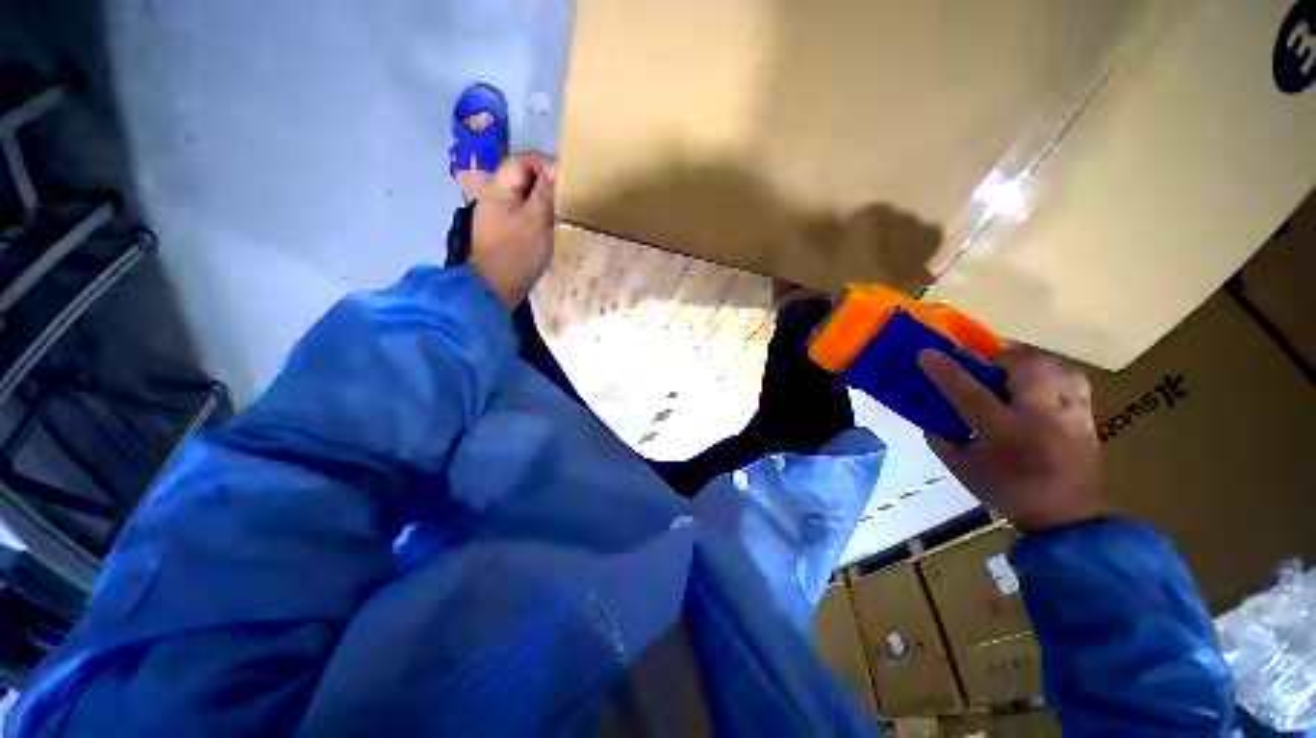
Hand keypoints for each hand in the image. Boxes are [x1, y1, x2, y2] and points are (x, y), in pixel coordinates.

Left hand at [470, 152, 556, 306]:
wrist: (494, 289)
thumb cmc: (516, 255)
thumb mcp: (535, 223)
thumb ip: (544, 195)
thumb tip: (554, 169)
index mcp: (499, 190)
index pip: (522, 162)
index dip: (544, 164)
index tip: (567, 178)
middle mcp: (495, 197)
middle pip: (521, 177)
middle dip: (545, 181)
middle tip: (568, 194)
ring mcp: (497, 215)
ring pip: (522, 196)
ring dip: (542, 198)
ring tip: (562, 208)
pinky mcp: (503, 231)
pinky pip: (522, 212)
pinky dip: (537, 213)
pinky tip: (549, 225)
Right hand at [918, 346, 1105, 531]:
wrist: (1067, 518)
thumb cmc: (1008, 491)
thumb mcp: (962, 469)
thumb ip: (941, 438)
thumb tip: (931, 415)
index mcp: (1003, 432)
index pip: (969, 392)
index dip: (945, 370)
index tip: (926, 353)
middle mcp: (1039, 416)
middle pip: (1023, 365)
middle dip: (998, 357)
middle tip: (984, 368)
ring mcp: (1068, 412)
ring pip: (1051, 364)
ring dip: (1026, 362)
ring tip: (1013, 373)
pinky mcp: (1087, 414)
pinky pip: (1071, 377)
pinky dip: (1051, 372)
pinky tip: (1040, 385)